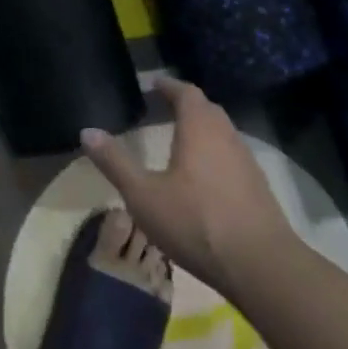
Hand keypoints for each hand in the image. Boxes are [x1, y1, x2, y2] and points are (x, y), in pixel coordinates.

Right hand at [80, 77, 297, 298]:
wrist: (260, 265)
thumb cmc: (195, 222)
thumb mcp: (143, 195)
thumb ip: (115, 162)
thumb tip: (87, 131)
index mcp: (199, 129)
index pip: (186, 92)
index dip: (169, 85)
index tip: (153, 84)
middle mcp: (227, 137)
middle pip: (207, 109)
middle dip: (186, 104)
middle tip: (163, 107)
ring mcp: (246, 162)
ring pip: (222, 133)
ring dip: (202, 129)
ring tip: (179, 139)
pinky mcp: (257, 187)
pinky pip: (231, 156)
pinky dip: (214, 153)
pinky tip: (202, 176)